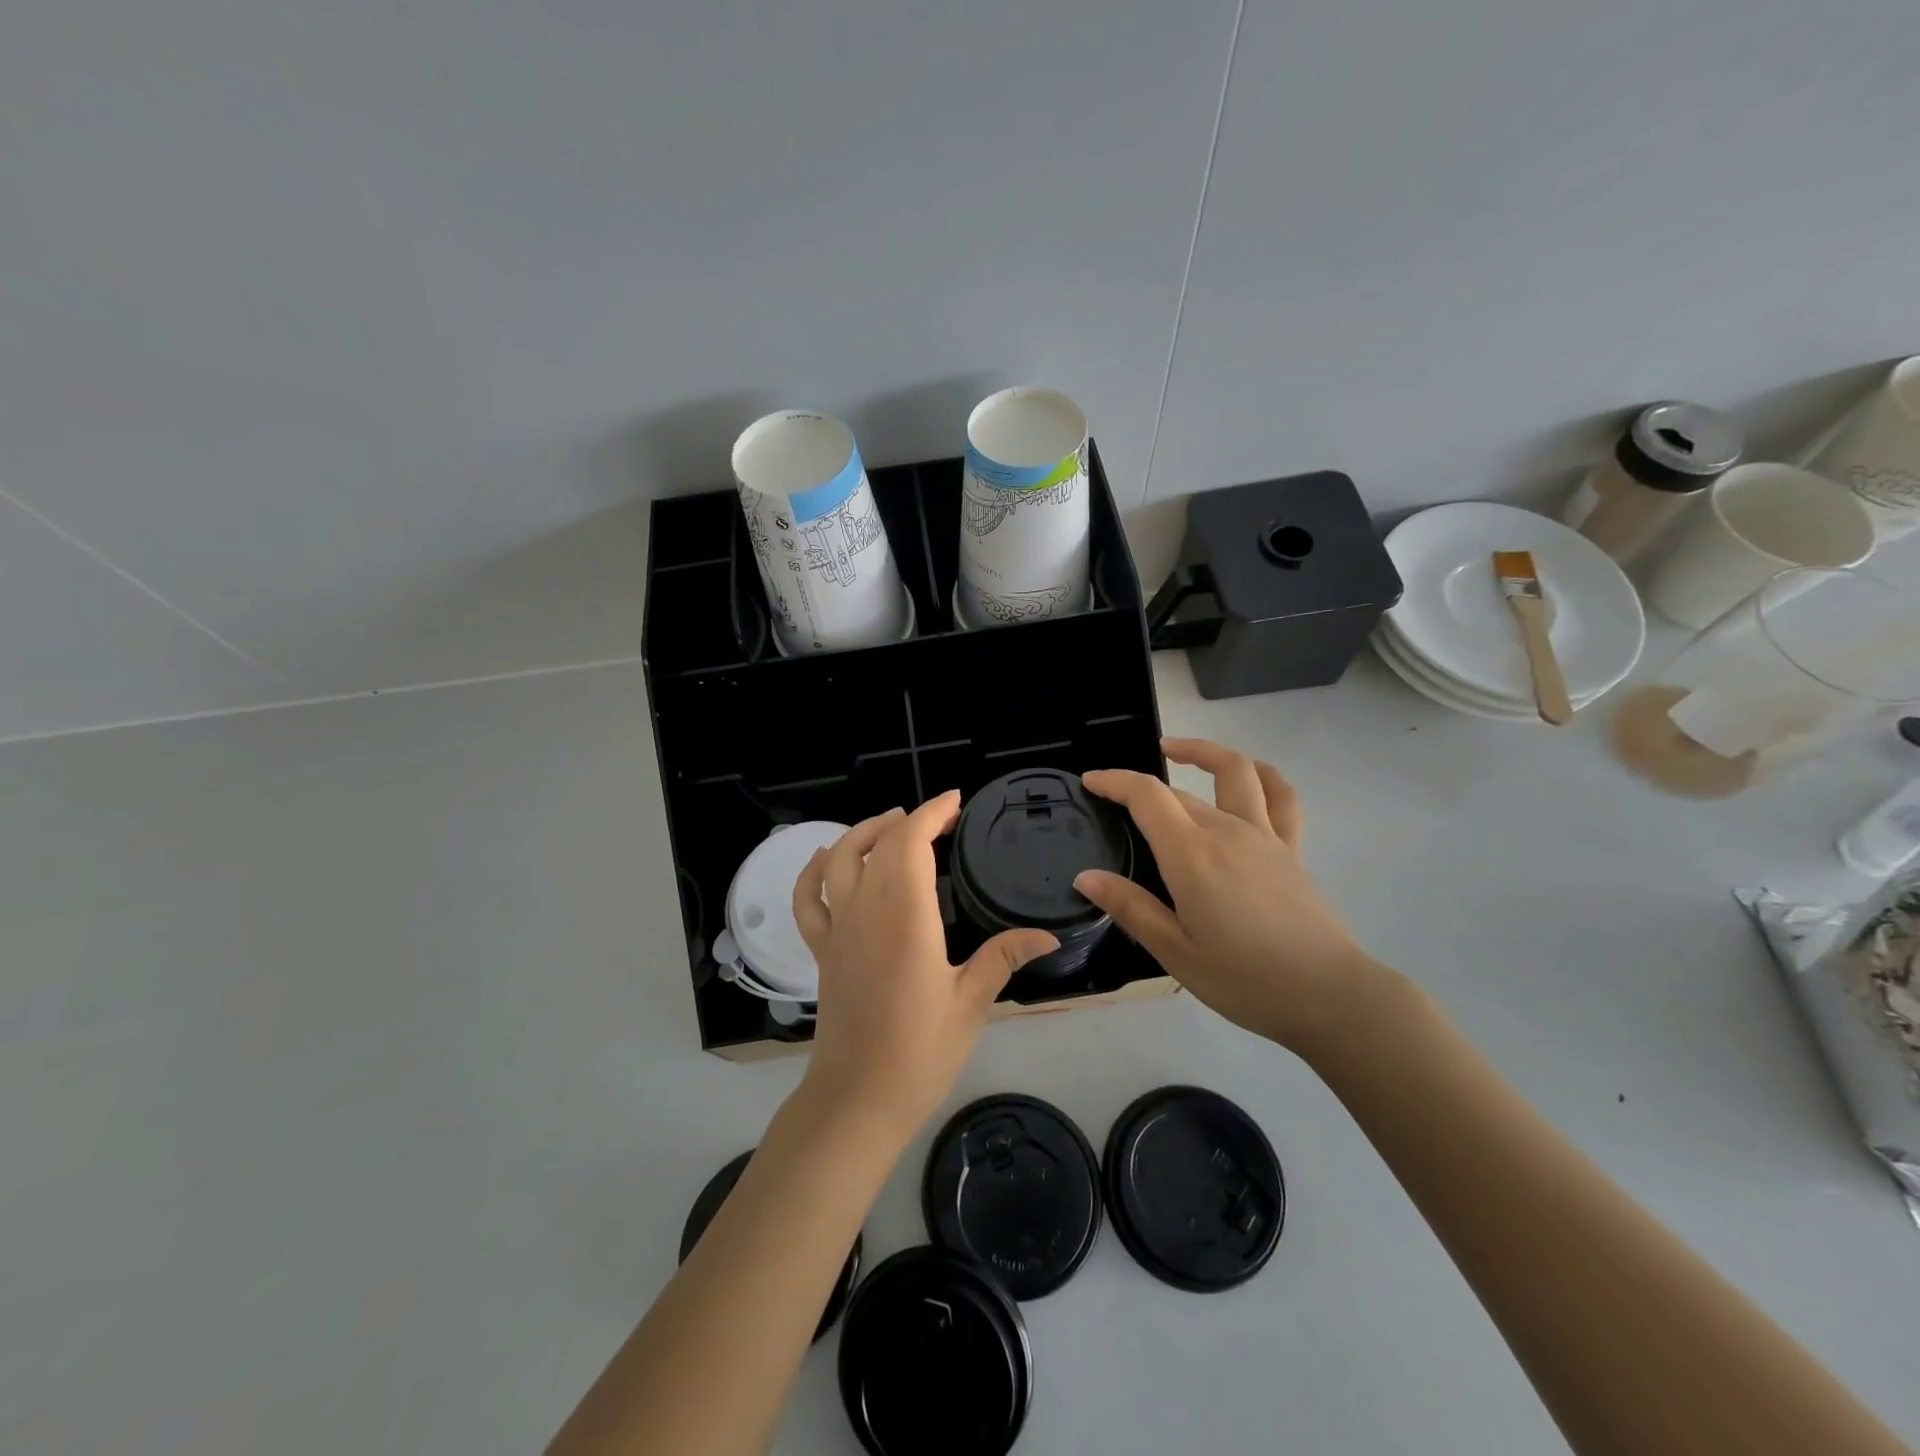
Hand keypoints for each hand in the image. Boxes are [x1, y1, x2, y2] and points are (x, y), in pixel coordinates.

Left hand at [791, 793, 1057, 1139]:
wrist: (858, 1099)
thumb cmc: (920, 1052)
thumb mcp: (971, 1003)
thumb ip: (1003, 958)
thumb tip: (1049, 935)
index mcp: (905, 917)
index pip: (910, 843)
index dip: (931, 813)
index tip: (955, 802)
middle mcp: (865, 911)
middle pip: (879, 844)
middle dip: (909, 820)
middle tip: (942, 820)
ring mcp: (837, 929)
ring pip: (838, 860)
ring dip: (863, 832)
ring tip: (891, 823)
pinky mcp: (822, 950)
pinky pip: (807, 900)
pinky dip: (812, 871)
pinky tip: (826, 858)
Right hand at [1075, 737, 1368, 1050]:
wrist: (1327, 995)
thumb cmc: (1244, 980)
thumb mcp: (1175, 953)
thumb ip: (1130, 908)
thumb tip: (1086, 876)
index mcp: (1192, 855)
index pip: (1147, 796)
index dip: (1115, 780)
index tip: (1090, 780)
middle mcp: (1226, 831)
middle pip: (1177, 791)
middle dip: (1141, 786)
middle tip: (1116, 801)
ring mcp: (1264, 835)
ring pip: (1234, 772)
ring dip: (1202, 751)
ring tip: (1174, 750)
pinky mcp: (1291, 847)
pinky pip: (1281, 796)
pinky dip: (1262, 773)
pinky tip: (1248, 772)